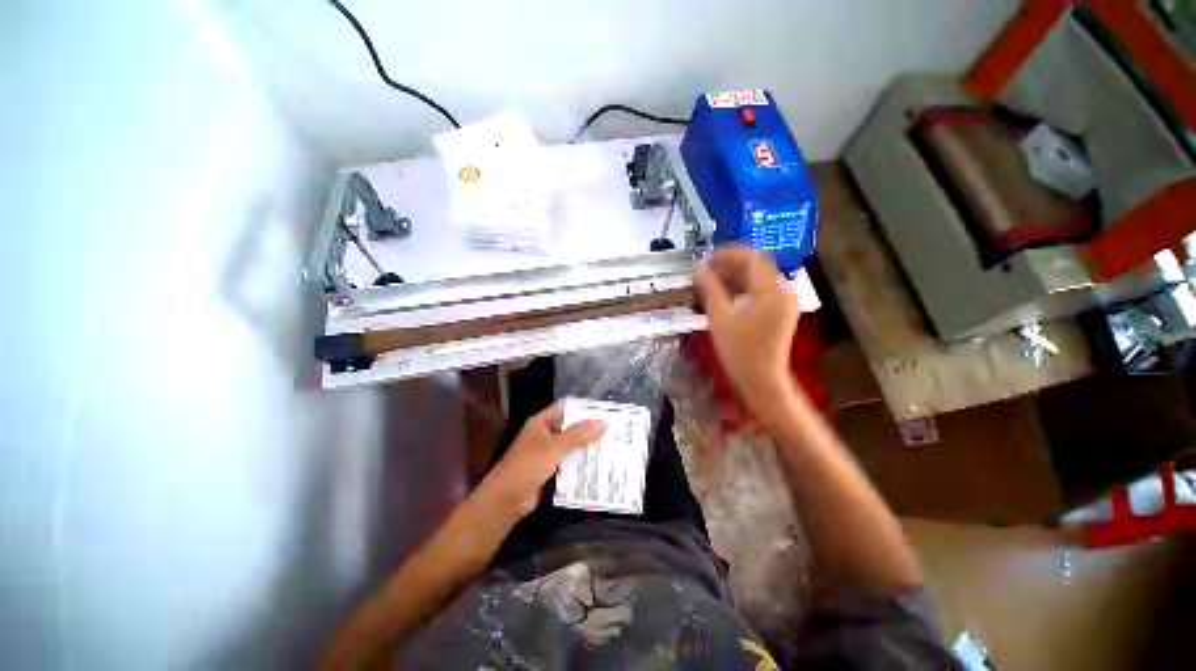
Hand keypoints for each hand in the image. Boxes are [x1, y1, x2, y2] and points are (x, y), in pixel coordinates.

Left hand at [476, 403, 605, 518]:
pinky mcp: (551, 470)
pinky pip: (570, 462)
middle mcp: (546, 434)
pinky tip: (600, 465)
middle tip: (615, 430)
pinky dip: (582, 463)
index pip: (566, 407)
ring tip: (613, 446)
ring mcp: (548, 453)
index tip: (606, 410)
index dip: (584, 407)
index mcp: (542, 422)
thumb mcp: (553, 447)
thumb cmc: (527, 466)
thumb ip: (577, 435)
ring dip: (588, 446)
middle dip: (590, 428)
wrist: (506, 500)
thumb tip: (603, 422)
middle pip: (571, 426)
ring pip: (572, 445)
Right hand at [693, 247, 799, 418]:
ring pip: (757, 279)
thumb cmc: (739, 351)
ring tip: (710, 281)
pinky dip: (742, 289)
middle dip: (730, 265)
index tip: (706, 259)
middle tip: (705, 270)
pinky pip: (760, 292)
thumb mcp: (720, 317)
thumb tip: (698, 268)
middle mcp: (782, 291)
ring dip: (734, 276)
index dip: (728, 254)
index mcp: (771, 290)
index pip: (751, 258)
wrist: (761, 381)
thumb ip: (710, 289)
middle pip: (756, 266)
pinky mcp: (779, 313)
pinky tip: (723, 295)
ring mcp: (783, 303)